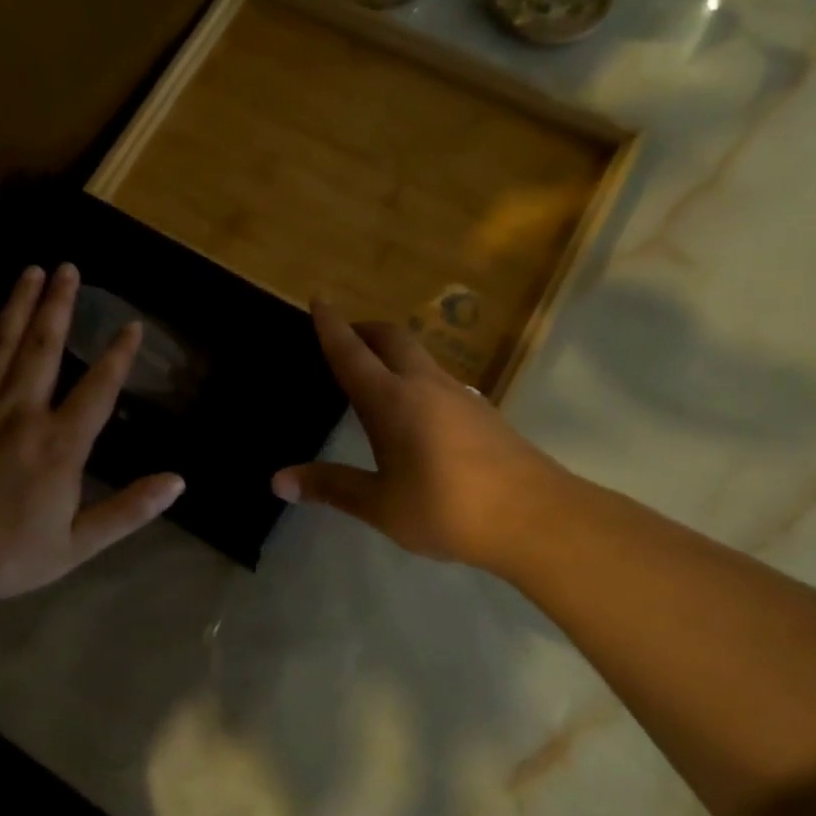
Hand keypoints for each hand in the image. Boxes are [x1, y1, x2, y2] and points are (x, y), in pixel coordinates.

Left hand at [0, 263, 184, 603]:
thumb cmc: (7, 556)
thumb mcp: (78, 545)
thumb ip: (129, 510)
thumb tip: (177, 482)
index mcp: (59, 445)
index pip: (98, 389)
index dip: (118, 356)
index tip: (131, 324)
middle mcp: (21, 414)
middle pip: (44, 348)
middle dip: (59, 305)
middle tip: (68, 268)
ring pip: (2, 344)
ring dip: (19, 304)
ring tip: (32, 271)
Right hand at [273, 299, 565, 571]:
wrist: (536, 517)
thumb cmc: (448, 509)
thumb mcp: (381, 505)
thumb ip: (331, 488)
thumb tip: (278, 481)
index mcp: (392, 401)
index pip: (352, 353)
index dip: (331, 326)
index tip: (318, 299)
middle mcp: (426, 386)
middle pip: (393, 339)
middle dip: (365, 329)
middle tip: (345, 334)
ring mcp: (461, 396)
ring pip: (421, 357)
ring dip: (394, 352)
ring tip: (377, 371)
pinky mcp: (485, 413)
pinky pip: (440, 380)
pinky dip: (417, 377)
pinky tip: (418, 410)